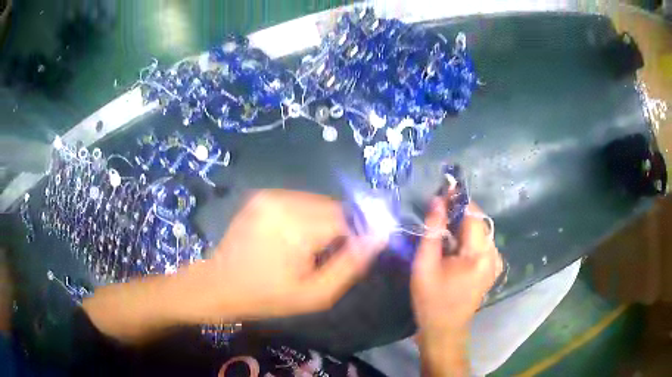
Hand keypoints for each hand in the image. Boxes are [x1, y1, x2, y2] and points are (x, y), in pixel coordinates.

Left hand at [204, 190, 383, 319]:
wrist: (220, 285)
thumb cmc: (268, 296)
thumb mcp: (316, 294)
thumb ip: (351, 264)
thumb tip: (380, 235)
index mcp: (296, 227)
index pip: (347, 218)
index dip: (354, 235)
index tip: (346, 254)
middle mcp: (283, 202)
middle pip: (332, 207)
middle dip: (336, 229)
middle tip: (321, 255)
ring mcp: (269, 196)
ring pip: (317, 202)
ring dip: (320, 222)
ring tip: (304, 247)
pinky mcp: (261, 196)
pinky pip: (298, 201)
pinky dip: (303, 216)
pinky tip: (289, 237)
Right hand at [411, 197, 502, 375]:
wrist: (444, 330)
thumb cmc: (431, 300)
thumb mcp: (425, 265)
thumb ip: (432, 230)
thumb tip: (437, 200)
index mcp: (479, 255)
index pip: (473, 215)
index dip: (458, 200)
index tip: (442, 190)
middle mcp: (493, 256)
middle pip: (479, 221)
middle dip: (459, 212)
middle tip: (438, 211)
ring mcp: (495, 262)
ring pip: (481, 231)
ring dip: (463, 225)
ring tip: (443, 229)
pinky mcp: (492, 268)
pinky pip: (482, 242)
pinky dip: (468, 237)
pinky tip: (454, 245)